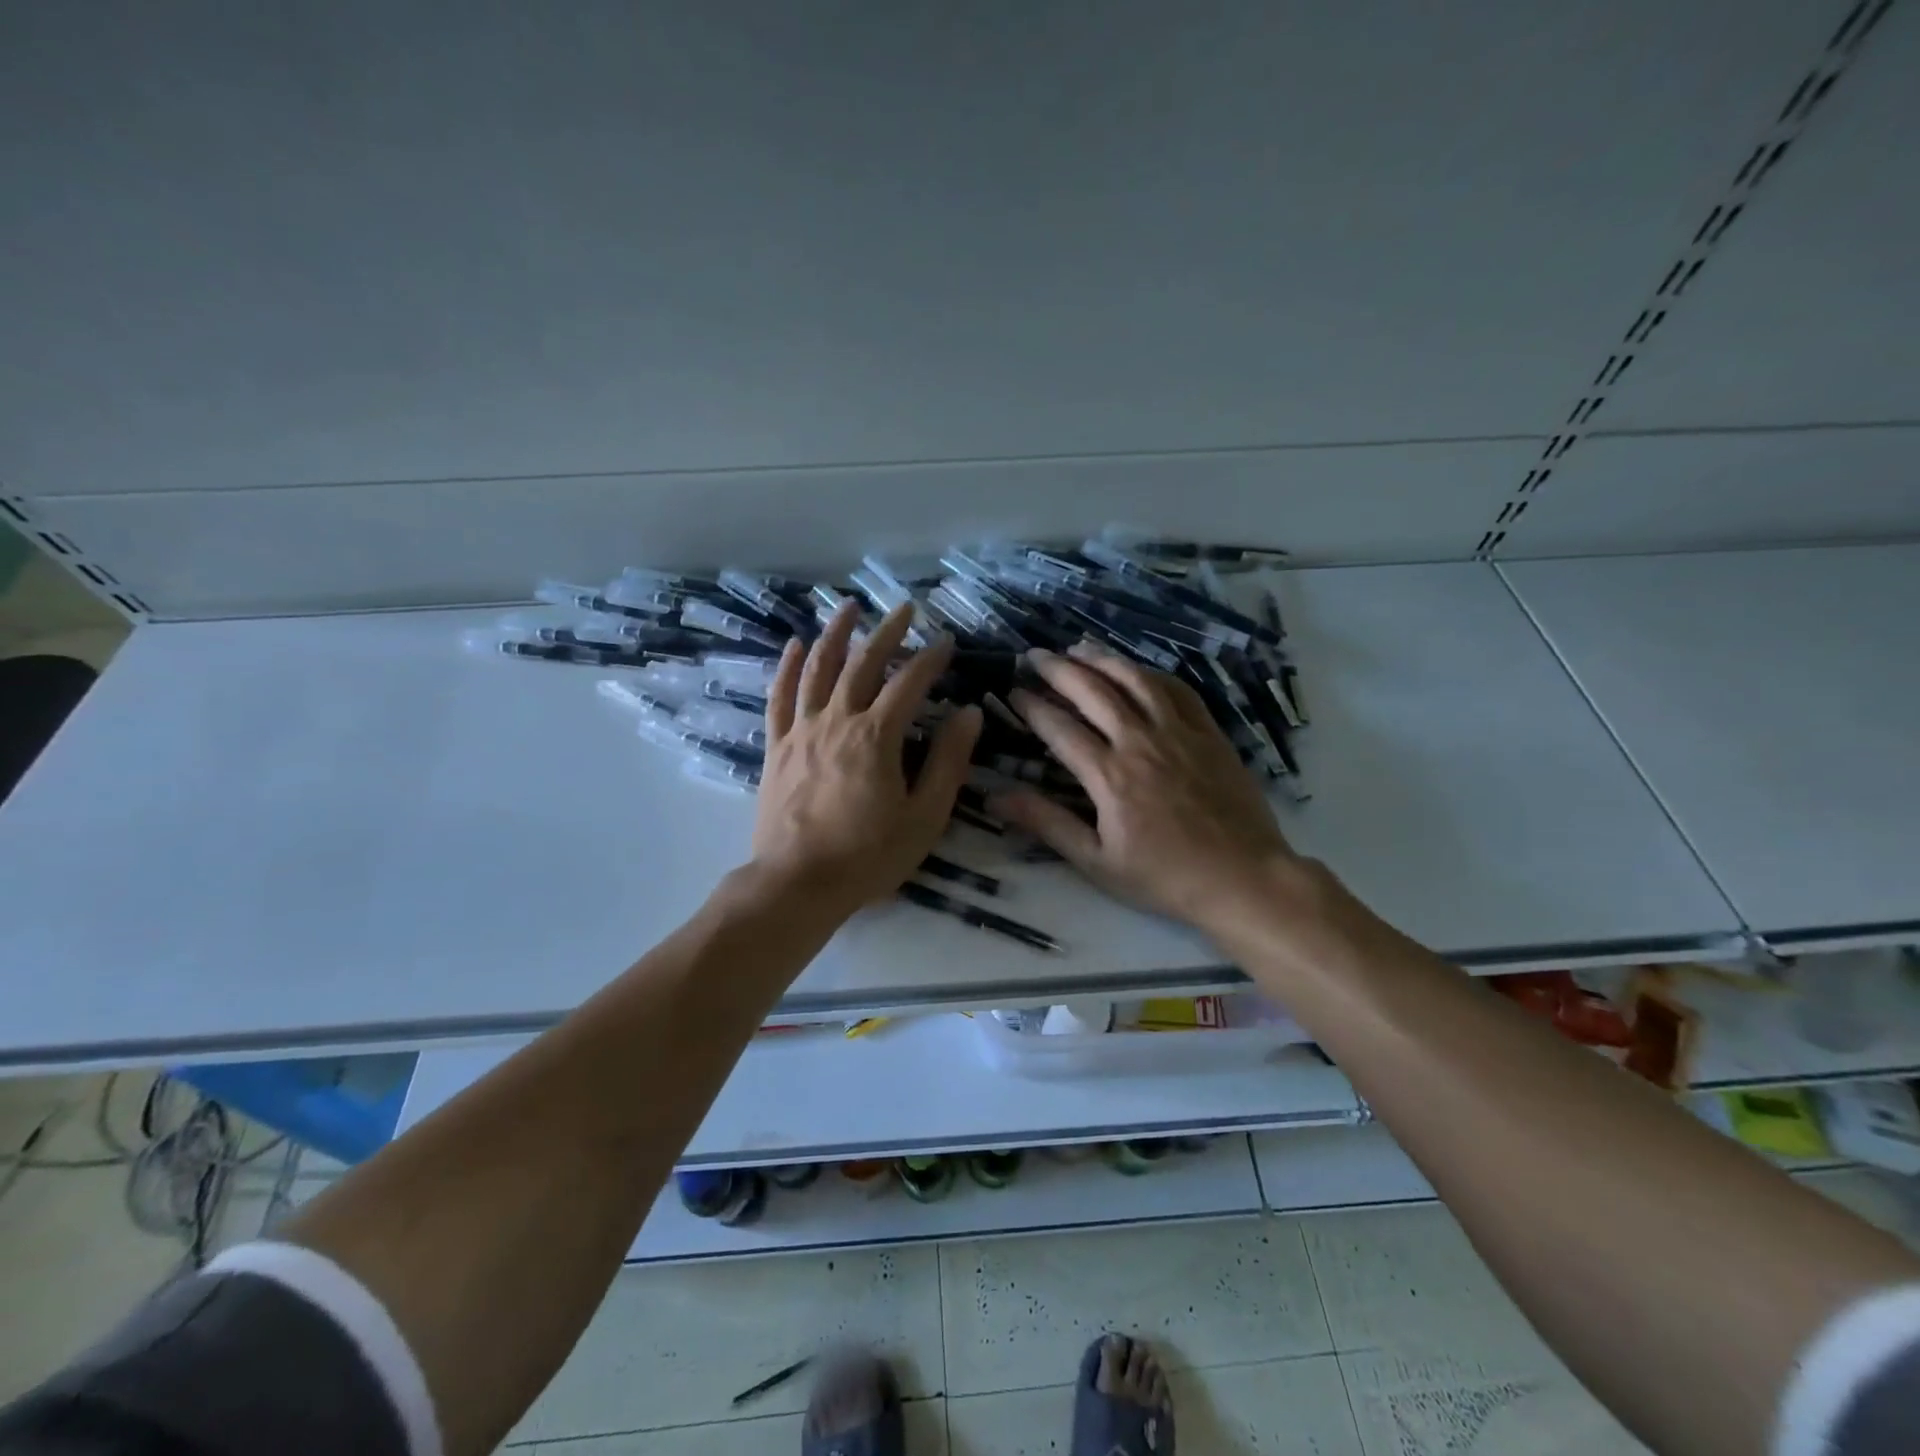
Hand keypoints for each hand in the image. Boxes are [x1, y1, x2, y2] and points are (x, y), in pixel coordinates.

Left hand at [750, 602, 981, 916]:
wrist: (798, 883)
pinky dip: (787, 667)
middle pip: (863, 664)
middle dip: (888, 632)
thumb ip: (947, 762)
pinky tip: (795, 645)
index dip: (931, 658)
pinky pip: (780, 697)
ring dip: (836, 634)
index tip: (947, 642)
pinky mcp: (777, 747)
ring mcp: (802, 731)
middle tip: (905, 608)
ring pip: (818, 669)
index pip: (910, 683)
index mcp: (876, 736)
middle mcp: (837, 721)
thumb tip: (969, 714)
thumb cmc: (869, 855)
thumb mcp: (924, 816)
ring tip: (849, 607)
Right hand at [993, 642, 1309, 937]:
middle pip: (1093, 691)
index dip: (1032, 706)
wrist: (1243, 879)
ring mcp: (1179, 732)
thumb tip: (995, 798)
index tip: (1012, 691)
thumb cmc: (1165, 877)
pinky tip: (1136, 669)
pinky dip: (1150, 673)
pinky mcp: (1209, 733)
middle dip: (1058, 669)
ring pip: (1135, 680)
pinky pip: (1177, 690)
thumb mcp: (1097, 861)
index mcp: (1110, 776)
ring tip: (1077, 648)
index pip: (1060, 727)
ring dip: (1102, 659)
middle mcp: (1141, 741)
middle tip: (1034, 656)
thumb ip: (1047, 823)